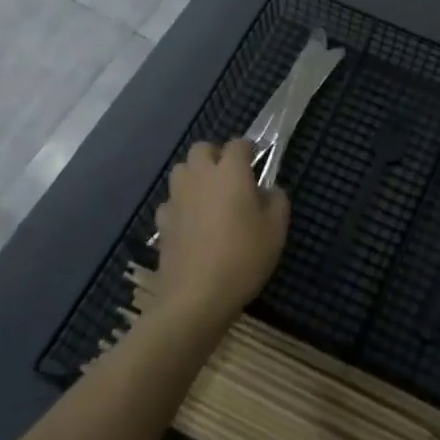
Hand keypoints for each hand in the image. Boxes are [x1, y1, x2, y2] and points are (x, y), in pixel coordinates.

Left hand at [152, 140, 288, 329]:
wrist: (196, 295)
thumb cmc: (243, 258)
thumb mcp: (276, 231)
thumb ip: (277, 201)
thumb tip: (269, 190)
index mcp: (230, 172)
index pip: (238, 144)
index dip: (248, 149)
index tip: (255, 160)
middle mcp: (200, 176)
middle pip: (202, 148)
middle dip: (215, 155)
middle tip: (230, 177)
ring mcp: (177, 197)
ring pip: (182, 170)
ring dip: (195, 175)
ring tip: (209, 196)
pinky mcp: (162, 220)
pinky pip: (171, 200)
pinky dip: (181, 204)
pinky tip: (191, 222)